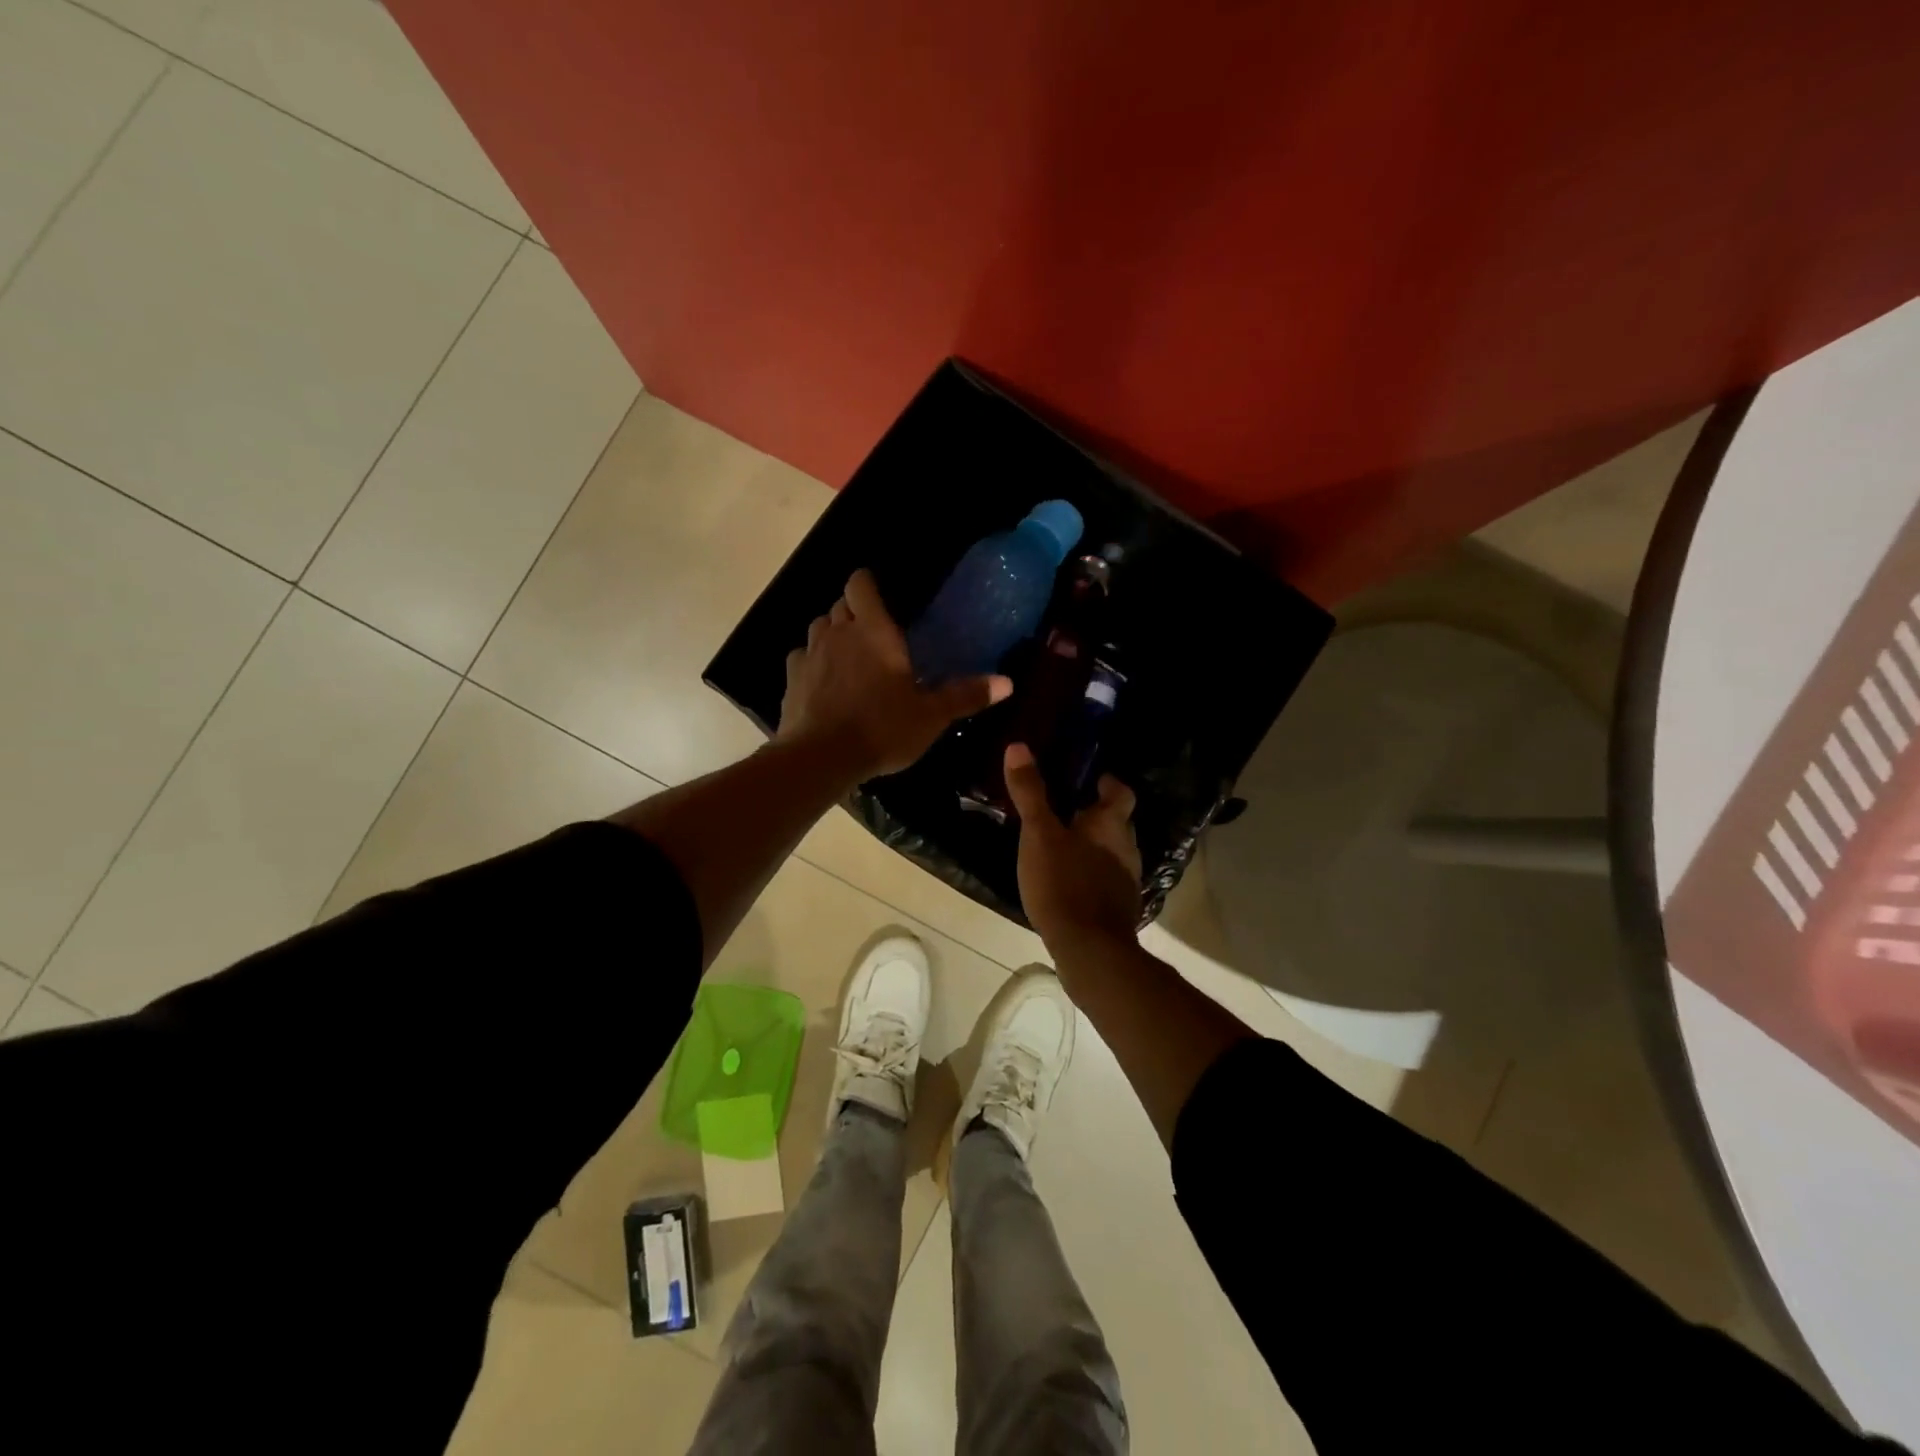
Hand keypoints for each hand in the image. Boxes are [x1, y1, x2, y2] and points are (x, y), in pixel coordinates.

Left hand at [778, 569, 1010, 778]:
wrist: (821, 758)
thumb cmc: (882, 728)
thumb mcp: (931, 716)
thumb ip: (966, 695)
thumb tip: (1008, 682)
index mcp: (874, 630)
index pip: (860, 584)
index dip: (867, 584)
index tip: (880, 597)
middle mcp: (838, 633)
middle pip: (840, 604)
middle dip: (855, 612)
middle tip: (875, 635)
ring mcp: (810, 655)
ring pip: (818, 628)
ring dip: (832, 634)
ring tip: (849, 657)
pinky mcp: (791, 680)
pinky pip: (801, 658)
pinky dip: (812, 663)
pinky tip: (824, 683)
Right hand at [1003, 741, 1142, 951]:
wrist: (1089, 949)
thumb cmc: (1064, 883)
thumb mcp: (1038, 835)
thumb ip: (1030, 793)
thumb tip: (1018, 746)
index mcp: (1111, 825)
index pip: (1121, 792)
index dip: (1108, 783)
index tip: (1091, 779)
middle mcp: (1127, 848)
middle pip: (1117, 823)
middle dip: (1096, 815)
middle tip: (1066, 810)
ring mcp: (1127, 881)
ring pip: (1113, 852)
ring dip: (1094, 846)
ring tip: (1063, 846)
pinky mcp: (1119, 908)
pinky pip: (1106, 880)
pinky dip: (1091, 874)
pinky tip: (1069, 882)